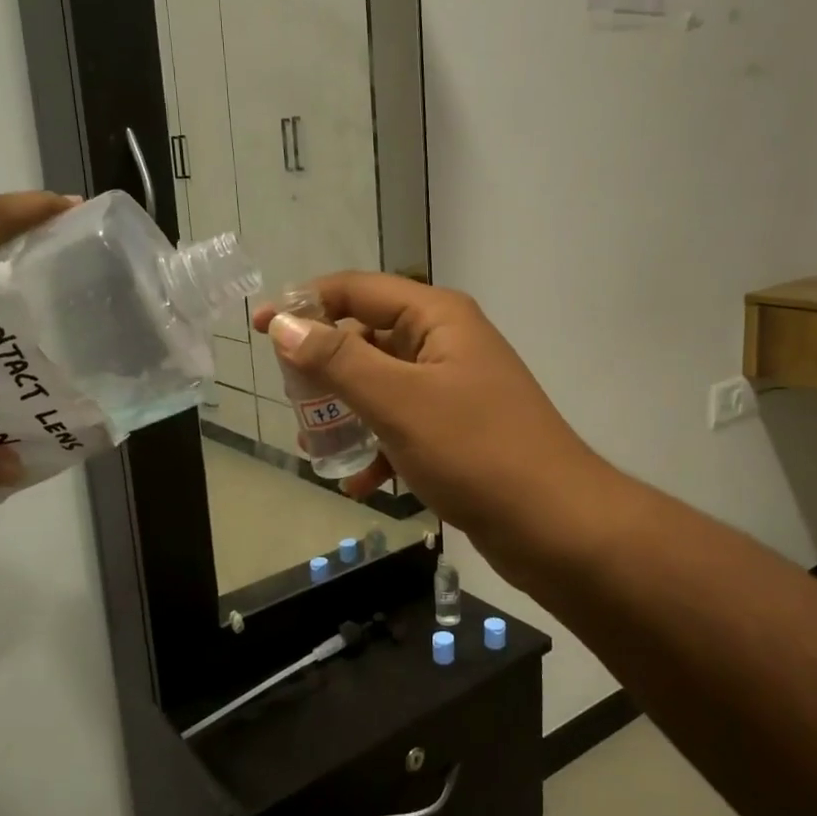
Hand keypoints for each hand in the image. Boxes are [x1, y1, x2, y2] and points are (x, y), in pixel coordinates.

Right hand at [254, 274, 624, 586]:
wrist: (558, 526)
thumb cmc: (476, 451)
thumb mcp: (398, 401)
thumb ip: (338, 360)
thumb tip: (284, 325)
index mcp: (437, 317)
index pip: (357, 289)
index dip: (305, 304)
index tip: (259, 329)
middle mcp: (447, 343)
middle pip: (368, 336)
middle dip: (325, 367)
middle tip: (289, 399)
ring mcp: (456, 388)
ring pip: (383, 386)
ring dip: (347, 412)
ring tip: (314, 445)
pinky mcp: (461, 431)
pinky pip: (405, 426)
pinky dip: (379, 448)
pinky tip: (362, 485)